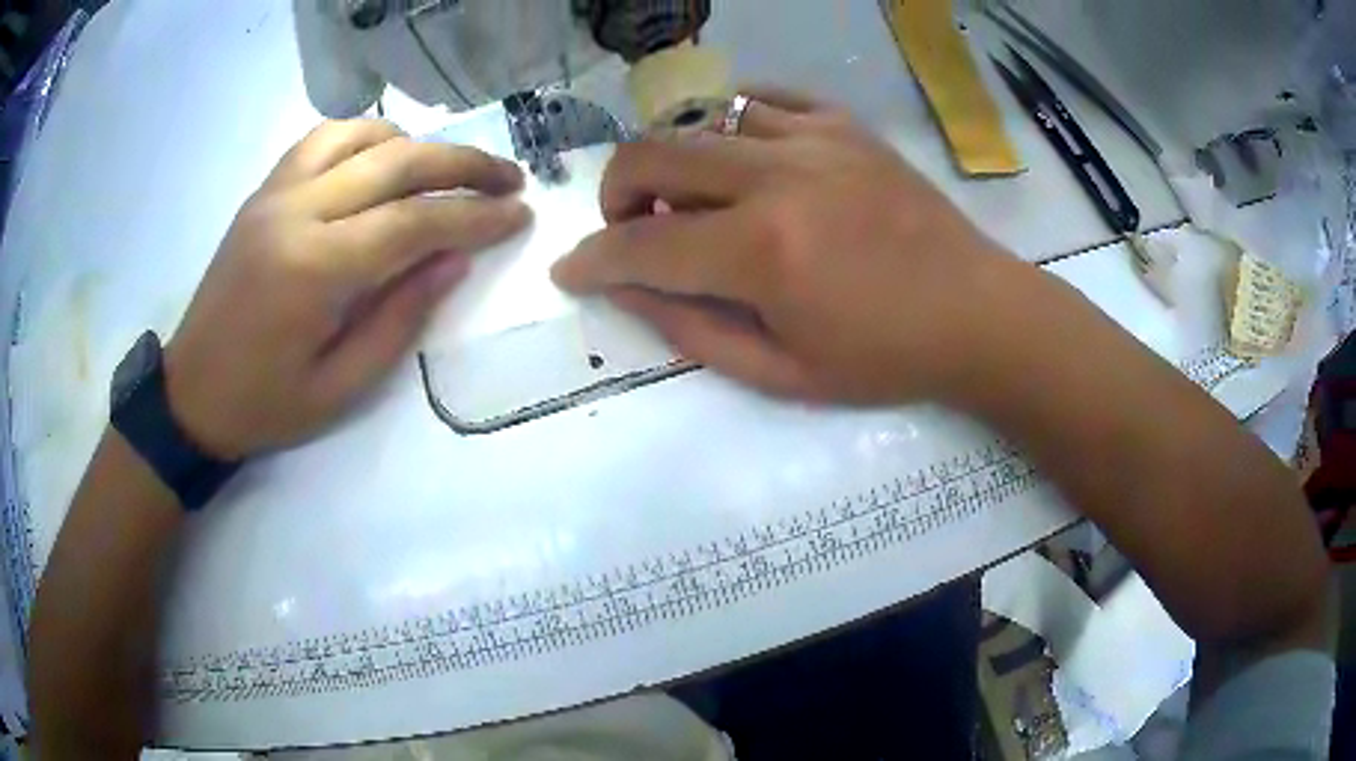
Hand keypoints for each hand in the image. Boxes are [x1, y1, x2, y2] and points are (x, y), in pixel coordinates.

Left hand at [165, 120, 529, 458]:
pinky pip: (321, 140)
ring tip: (448, 169)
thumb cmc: (264, 405)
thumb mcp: (340, 388)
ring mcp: (275, 193)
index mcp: (313, 269)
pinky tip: (383, 158)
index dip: (475, 216)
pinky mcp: (264, 192)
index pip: (413, 221)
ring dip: (415, 144)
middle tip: (509, 178)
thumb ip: (400, 319)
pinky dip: (364, 137)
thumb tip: (454, 260)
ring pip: (360, 135)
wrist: (190, 394)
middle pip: (396, 162)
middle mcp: (295, 211)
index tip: (520, 214)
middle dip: (464, 165)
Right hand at [552, 90, 1016, 405]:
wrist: (978, 313)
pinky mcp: (844, 125)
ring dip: (674, 159)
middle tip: (632, 227)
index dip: (592, 262)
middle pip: (652, 154)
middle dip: (615, 193)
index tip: (572, 273)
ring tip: (693, 196)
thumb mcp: (782, 373)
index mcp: (764, 253)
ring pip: (701, 119)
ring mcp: (815, 139)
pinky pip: (762, 98)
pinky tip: (737, 154)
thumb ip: (692, 331)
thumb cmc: (885, 358)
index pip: (641, 246)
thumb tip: (628, 290)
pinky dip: (730, 121)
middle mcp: (779, 178)